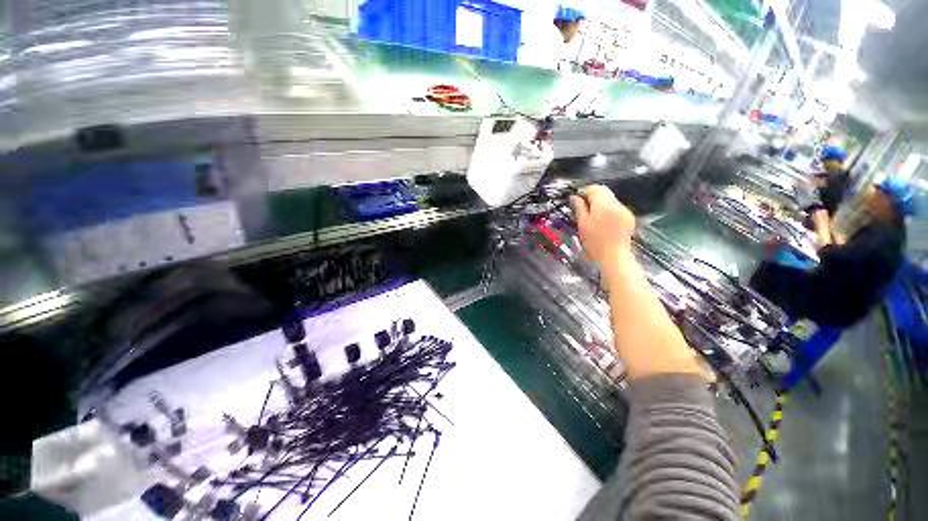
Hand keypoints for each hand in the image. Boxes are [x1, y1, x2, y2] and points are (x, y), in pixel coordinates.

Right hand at [571, 185, 635, 267]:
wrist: (613, 257)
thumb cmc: (594, 242)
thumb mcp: (582, 224)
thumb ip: (579, 208)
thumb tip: (574, 197)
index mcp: (603, 204)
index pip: (594, 188)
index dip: (584, 191)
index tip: (576, 199)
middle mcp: (616, 204)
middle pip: (604, 192)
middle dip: (593, 196)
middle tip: (583, 207)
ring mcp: (624, 211)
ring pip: (610, 200)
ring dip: (601, 204)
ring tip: (592, 216)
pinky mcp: (629, 218)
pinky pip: (617, 208)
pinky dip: (609, 211)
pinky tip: (603, 222)